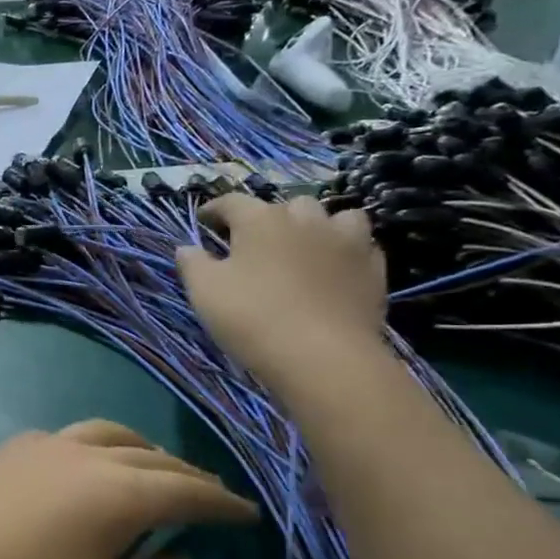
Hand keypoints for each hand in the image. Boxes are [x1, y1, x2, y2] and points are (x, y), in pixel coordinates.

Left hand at [0, 420, 256, 558]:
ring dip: (141, 450)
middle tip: (208, 492)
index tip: (247, 513)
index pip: (187, 493)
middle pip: (151, 457)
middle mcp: (87, 455)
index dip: (222, 504)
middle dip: (187, 475)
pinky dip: (94, 446)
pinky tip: (85, 465)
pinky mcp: (8, 449)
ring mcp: (42, 445)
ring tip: (155, 467)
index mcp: (121, 493)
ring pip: (107, 434)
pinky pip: (66, 436)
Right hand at [175, 195, 388, 389]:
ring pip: (335, 217)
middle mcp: (305, 220)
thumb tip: (186, 248)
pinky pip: (361, 246)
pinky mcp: (373, 269)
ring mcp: (346, 241)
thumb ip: (192, 263)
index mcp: (261, 220)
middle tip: (255, 241)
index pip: (232, 202)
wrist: (322, 356)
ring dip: (318, 225)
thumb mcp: (204, 291)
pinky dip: (346, 250)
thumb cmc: (252, 316)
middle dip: (269, 216)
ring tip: (305, 245)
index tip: (204, 221)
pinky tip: (335, 268)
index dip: (215, 209)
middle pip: (287, 205)